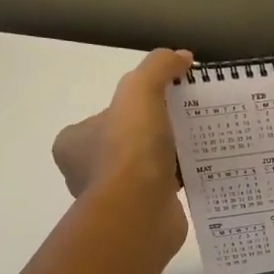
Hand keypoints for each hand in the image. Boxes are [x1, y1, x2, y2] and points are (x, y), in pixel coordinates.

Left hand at [52, 48, 193, 256]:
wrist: (140, 211)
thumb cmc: (129, 150)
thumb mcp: (140, 92)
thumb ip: (158, 68)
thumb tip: (181, 56)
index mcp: (73, 143)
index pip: (104, 118)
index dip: (132, 109)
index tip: (162, 106)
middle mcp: (85, 172)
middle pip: (126, 144)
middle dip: (153, 136)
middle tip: (185, 125)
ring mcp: (113, 198)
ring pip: (145, 170)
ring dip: (168, 161)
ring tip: (198, 148)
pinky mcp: (139, 216)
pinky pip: (161, 193)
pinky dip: (178, 184)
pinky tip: (200, 173)